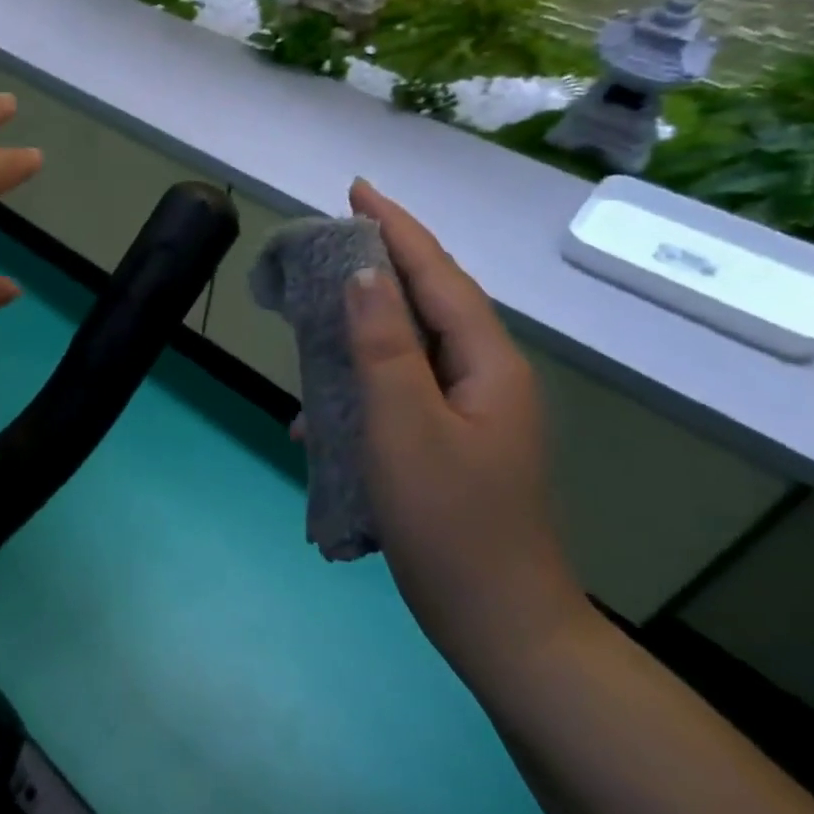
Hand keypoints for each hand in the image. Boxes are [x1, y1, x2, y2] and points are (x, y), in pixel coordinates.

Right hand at [342, 179, 588, 684]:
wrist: (498, 623)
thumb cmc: (449, 521)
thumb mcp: (404, 424)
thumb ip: (383, 344)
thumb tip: (362, 274)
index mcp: (485, 363)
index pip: (437, 275)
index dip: (396, 228)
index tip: (356, 190)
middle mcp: (486, 377)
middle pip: (429, 303)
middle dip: (381, 267)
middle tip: (329, 244)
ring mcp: (472, 414)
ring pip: (411, 349)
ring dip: (363, 330)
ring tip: (316, 321)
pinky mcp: (452, 444)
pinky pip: (402, 393)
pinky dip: (363, 387)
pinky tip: (322, 418)